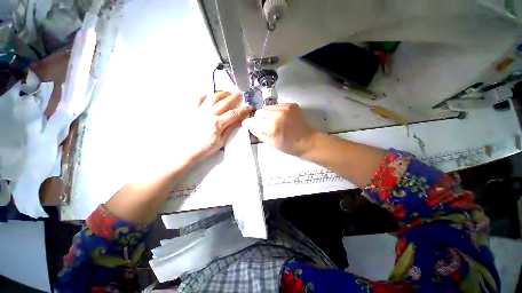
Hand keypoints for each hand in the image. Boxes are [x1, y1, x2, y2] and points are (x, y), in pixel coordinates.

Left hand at [186, 92, 251, 162]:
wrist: (186, 150)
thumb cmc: (204, 148)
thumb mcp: (221, 141)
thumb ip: (230, 129)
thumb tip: (238, 121)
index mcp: (218, 123)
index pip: (234, 113)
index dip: (243, 110)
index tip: (249, 108)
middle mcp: (209, 114)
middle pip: (225, 102)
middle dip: (235, 97)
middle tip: (240, 94)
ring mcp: (199, 111)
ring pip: (213, 97)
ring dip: (222, 93)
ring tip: (228, 92)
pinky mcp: (192, 110)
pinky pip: (198, 98)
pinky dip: (205, 95)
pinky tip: (210, 95)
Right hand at [243, 103, 316, 156]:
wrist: (308, 141)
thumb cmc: (288, 146)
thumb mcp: (270, 143)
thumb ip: (257, 132)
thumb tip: (248, 123)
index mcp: (272, 126)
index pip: (254, 119)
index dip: (252, 123)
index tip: (253, 125)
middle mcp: (278, 114)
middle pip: (260, 111)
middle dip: (260, 118)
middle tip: (266, 126)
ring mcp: (286, 107)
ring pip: (268, 107)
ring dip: (268, 114)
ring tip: (275, 122)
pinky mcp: (292, 105)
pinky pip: (277, 106)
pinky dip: (276, 111)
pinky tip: (282, 118)